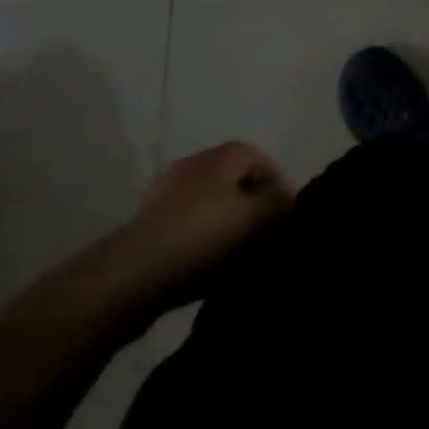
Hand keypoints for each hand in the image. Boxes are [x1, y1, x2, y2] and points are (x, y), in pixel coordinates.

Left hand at [112, 142, 293, 297]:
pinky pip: (191, 227)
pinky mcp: (151, 225)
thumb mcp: (254, 217)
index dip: (279, 186)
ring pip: (213, 206)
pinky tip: (212, 265)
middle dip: (254, 206)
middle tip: (268, 235)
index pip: (262, 160)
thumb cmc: (202, 233)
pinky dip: (206, 240)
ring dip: (229, 225)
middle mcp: (196, 165)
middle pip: (237, 182)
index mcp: (222, 154)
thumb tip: (293, 202)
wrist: (134, 273)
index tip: (289, 216)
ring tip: (242, 255)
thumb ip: (279, 206)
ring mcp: (169, 194)